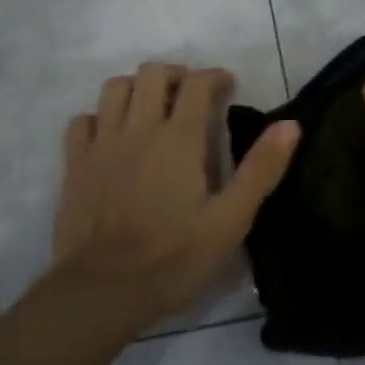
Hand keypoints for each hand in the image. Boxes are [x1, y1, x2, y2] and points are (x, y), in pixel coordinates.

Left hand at [48, 62, 299, 328]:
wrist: (101, 291)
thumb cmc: (173, 259)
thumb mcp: (230, 221)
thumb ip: (261, 170)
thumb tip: (290, 125)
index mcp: (179, 138)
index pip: (198, 83)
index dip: (215, 77)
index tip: (228, 87)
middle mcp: (138, 128)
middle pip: (152, 73)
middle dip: (176, 74)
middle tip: (191, 95)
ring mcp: (101, 143)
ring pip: (115, 88)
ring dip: (137, 88)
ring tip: (152, 108)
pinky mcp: (74, 164)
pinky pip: (82, 120)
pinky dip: (100, 117)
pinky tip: (111, 135)